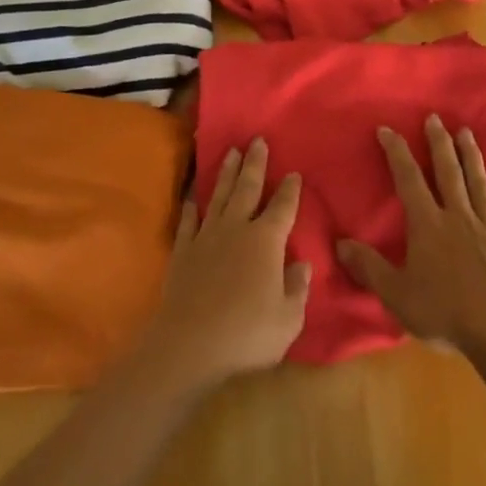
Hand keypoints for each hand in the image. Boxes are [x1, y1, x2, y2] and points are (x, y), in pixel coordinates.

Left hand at [140, 139, 310, 392]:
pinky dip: (192, 206)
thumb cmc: (246, 334)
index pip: (283, 208)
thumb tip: (301, 264)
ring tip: (231, 152)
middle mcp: (237, 229)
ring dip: (227, 173)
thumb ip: (297, 289)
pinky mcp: (183, 251)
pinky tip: (193, 197)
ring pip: (219, 196)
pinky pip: (189, 221)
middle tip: (257, 140)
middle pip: (248, 188)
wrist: (189, 345)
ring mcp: (207, 237)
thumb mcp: (288, 319)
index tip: (293, 172)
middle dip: (255, 163)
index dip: (290, 190)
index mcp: (266, 241)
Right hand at [336, 116, 485, 354]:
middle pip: (448, 172)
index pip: (408, 179)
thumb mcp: (396, 294)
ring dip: (472, 158)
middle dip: (439, 143)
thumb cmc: (444, 312)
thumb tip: (340, 244)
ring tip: (467, 134)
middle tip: (435, 118)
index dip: (397, 152)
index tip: (387, 129)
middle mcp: (458, 217)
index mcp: (428, 224)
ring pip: (479, 185)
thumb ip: (369, 267)